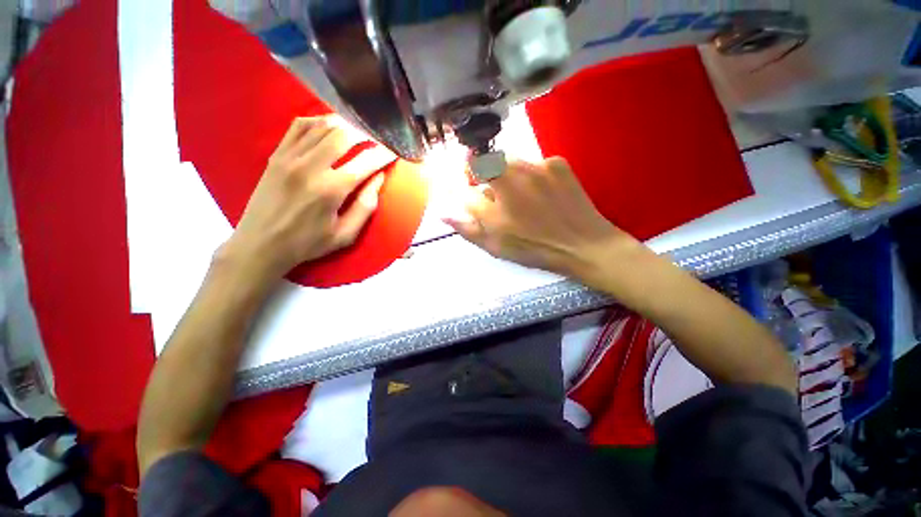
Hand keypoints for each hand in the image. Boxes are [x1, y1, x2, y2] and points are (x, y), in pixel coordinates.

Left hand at [220, 116, 395, 279]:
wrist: (261, 244)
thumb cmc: (308, 243)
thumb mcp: (345, 235)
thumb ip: (366, 207)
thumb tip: (379, 178)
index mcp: (331, 190)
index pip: (365, 162)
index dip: (383, 154)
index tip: (394, 151)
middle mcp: (311, 167)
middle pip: (343, 134)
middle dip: (365, 133)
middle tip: (376, 138)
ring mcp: (290, 157)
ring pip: (322, 125)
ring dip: (344, 125)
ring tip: (357, 131)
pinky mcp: (277, 154)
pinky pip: (299, 126)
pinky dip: (318, 122)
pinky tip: (328, 127)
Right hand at [445, 157, 639, 284]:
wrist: (583, 245)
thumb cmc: (534, 249)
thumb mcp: (495, 246)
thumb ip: (467, 228)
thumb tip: (443, 213)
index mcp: (493, 200)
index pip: (464, 180)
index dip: (465, 181)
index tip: (470, 186)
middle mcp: (511, 176)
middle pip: (486, 162)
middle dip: (484, 174)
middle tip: (496, 193)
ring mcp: (536, 165)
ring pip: (509, 161)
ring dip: (507, 175)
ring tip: (522, 197)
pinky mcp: (557, 162)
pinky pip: (533, 163)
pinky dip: (531, 175)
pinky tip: (541, 193)